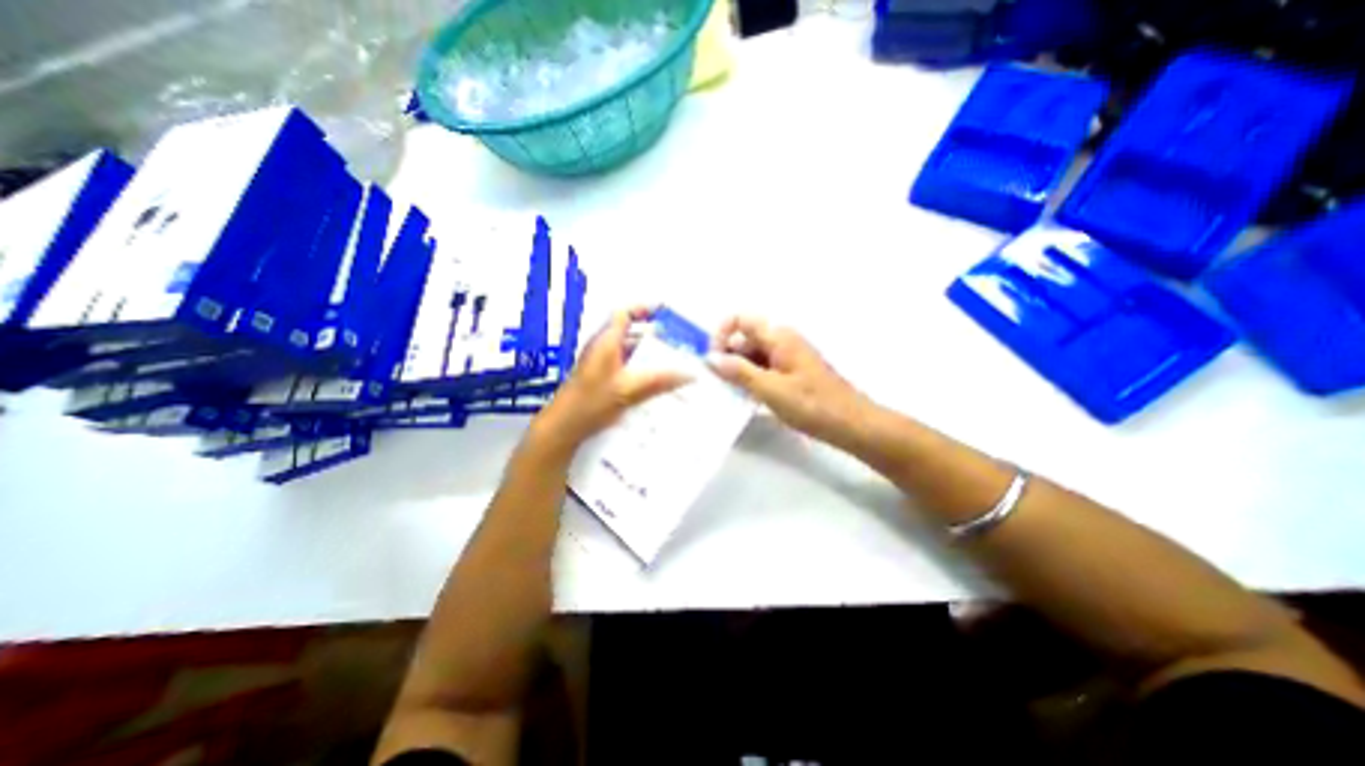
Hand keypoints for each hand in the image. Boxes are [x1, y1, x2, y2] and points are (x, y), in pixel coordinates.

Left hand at [524, 304, 686, 458]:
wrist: (564, 427)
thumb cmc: (591, 402)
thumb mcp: (628, 390)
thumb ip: (658, 381)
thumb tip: (688, 375)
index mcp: (606, 342)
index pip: (624, 314)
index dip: (644, 309)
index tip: (665, 313)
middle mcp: (602, 348)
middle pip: (630, 333)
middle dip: (653, 335)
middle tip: (676, 341)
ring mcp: (601, 364)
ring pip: (629, 352)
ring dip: (648, 354)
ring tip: (671, 361)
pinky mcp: (602, 379)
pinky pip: (625, 367)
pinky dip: (641, 369)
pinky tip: (655, 382)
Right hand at [708, 319, 866, 446]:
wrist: (851, 424)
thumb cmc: (811, 405)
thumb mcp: (770, 389)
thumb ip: (739, 371)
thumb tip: (710, 358)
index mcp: (779, 337)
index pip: (741, 320)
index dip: (721, 333)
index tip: (713, 359)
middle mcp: (783, 340)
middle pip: (745, 338)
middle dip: (728, 356)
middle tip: (718, 383)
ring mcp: (789, 356)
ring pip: (754, 355)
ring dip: (739, 370)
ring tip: (732, 394)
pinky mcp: (792, 372)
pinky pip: (765, 368)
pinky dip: (753, 378)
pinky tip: (749, 398)